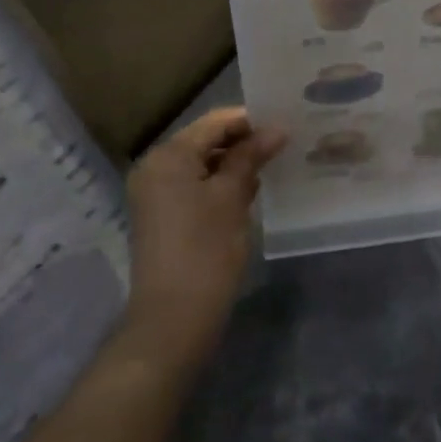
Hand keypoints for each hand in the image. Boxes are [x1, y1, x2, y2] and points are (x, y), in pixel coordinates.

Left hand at [123, 108, 285, 360]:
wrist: (173, 320)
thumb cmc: (205, 252)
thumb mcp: (232, 198)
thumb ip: (250, 157)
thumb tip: (276, 128)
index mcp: (168, 156)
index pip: (214, 123)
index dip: (250, 121)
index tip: (286, 125)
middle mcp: (155, 167)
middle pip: (205, 141)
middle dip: (243, 142)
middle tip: (284, 145)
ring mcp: (155, 193)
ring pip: (201, 164)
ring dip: (234, 164)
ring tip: (274, 165)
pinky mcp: (162, 216)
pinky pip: (194, 186)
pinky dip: (220, 185)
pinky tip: (251, 192)